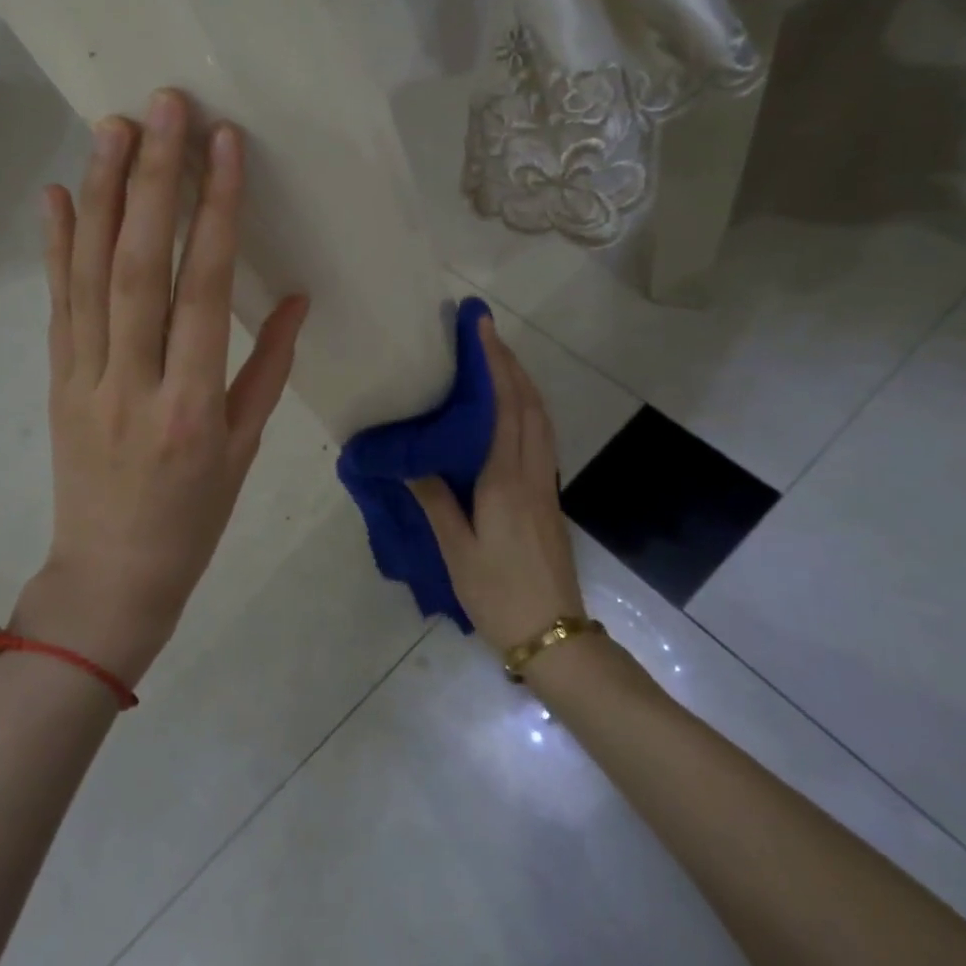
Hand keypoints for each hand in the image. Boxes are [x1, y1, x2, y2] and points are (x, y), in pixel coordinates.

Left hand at [16, 89, 309, 685]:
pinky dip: (55, 247)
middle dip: (153, 180)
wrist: (110, 577)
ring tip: (111, 128)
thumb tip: (293, 297)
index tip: (223, 146)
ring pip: (90, 275)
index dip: (215, 212)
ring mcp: (84, 379)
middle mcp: (134, 382)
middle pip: (139, 266)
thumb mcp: (246, 450)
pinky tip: (58, 195)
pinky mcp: (56, 381)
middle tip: (163, 108)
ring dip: (100, 196)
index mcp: (192, 406)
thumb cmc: (193, 518)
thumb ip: (268, 369)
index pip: (202, 290)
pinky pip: (56, 305)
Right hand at [409, 314, 584, 651]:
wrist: (554, 636)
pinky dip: (526, 410)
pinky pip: (540, 438)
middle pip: (529, 405)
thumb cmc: (498, 593)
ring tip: (496, 362)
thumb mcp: (457, 550)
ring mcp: (545, 485)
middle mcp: (531, 473)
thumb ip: (436, 500)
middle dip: (510, 364)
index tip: (482, 329)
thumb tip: (412, 463)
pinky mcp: (548, 498)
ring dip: (522, 384)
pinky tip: (509, 411)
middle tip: (485, 334)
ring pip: (540, 420)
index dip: (495, 364)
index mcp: (506, 480)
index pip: (504, 407)